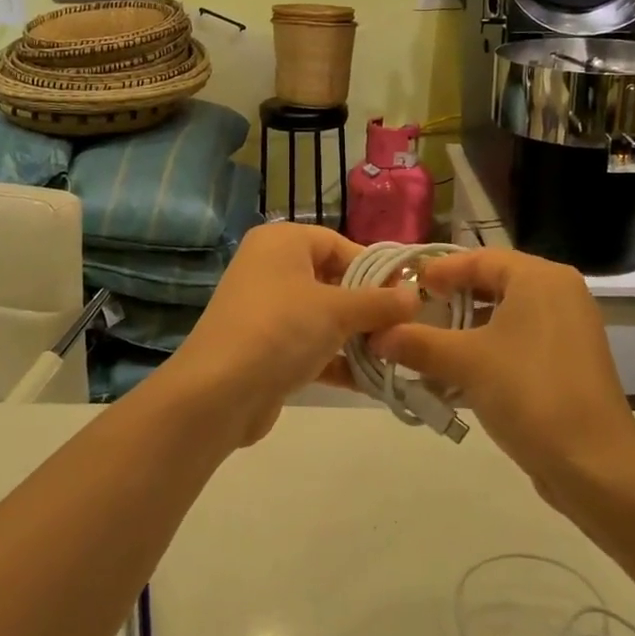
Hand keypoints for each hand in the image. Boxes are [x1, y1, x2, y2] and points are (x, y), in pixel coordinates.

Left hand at [165, 223, 418, 446]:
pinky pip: (311, 346)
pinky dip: (337, 360)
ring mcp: (266, 311)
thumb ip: (380, 303)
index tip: (408, 296)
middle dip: (369, 308)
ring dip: (357, 338)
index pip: (340, 245)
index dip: (375, 269)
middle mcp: (271, 268)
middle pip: (333, 281)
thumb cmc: (281, 330)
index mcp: (282, 242)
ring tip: (396, 357)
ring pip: (323, 317)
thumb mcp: (337, 311)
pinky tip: (371, 381)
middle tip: (406, 329)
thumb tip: (416, 296)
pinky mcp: (266, 349)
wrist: (218, 393)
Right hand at [367, 249, 634, 491]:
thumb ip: (418, 343)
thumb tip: (376, 335)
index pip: (479, 258)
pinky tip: (456, 376)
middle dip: (450, 301)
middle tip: (412, 313)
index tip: (405, 286)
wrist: (594, 465)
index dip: (439, 271)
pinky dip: (488, 350)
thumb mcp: (465, 363)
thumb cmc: (529, 393)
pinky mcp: (569, 362)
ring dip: (465, 330)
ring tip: (427, 346)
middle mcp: (559, 293)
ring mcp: (568, 329)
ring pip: (505, 316)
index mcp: (539, 278)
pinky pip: (520, 341)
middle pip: (493, 284)